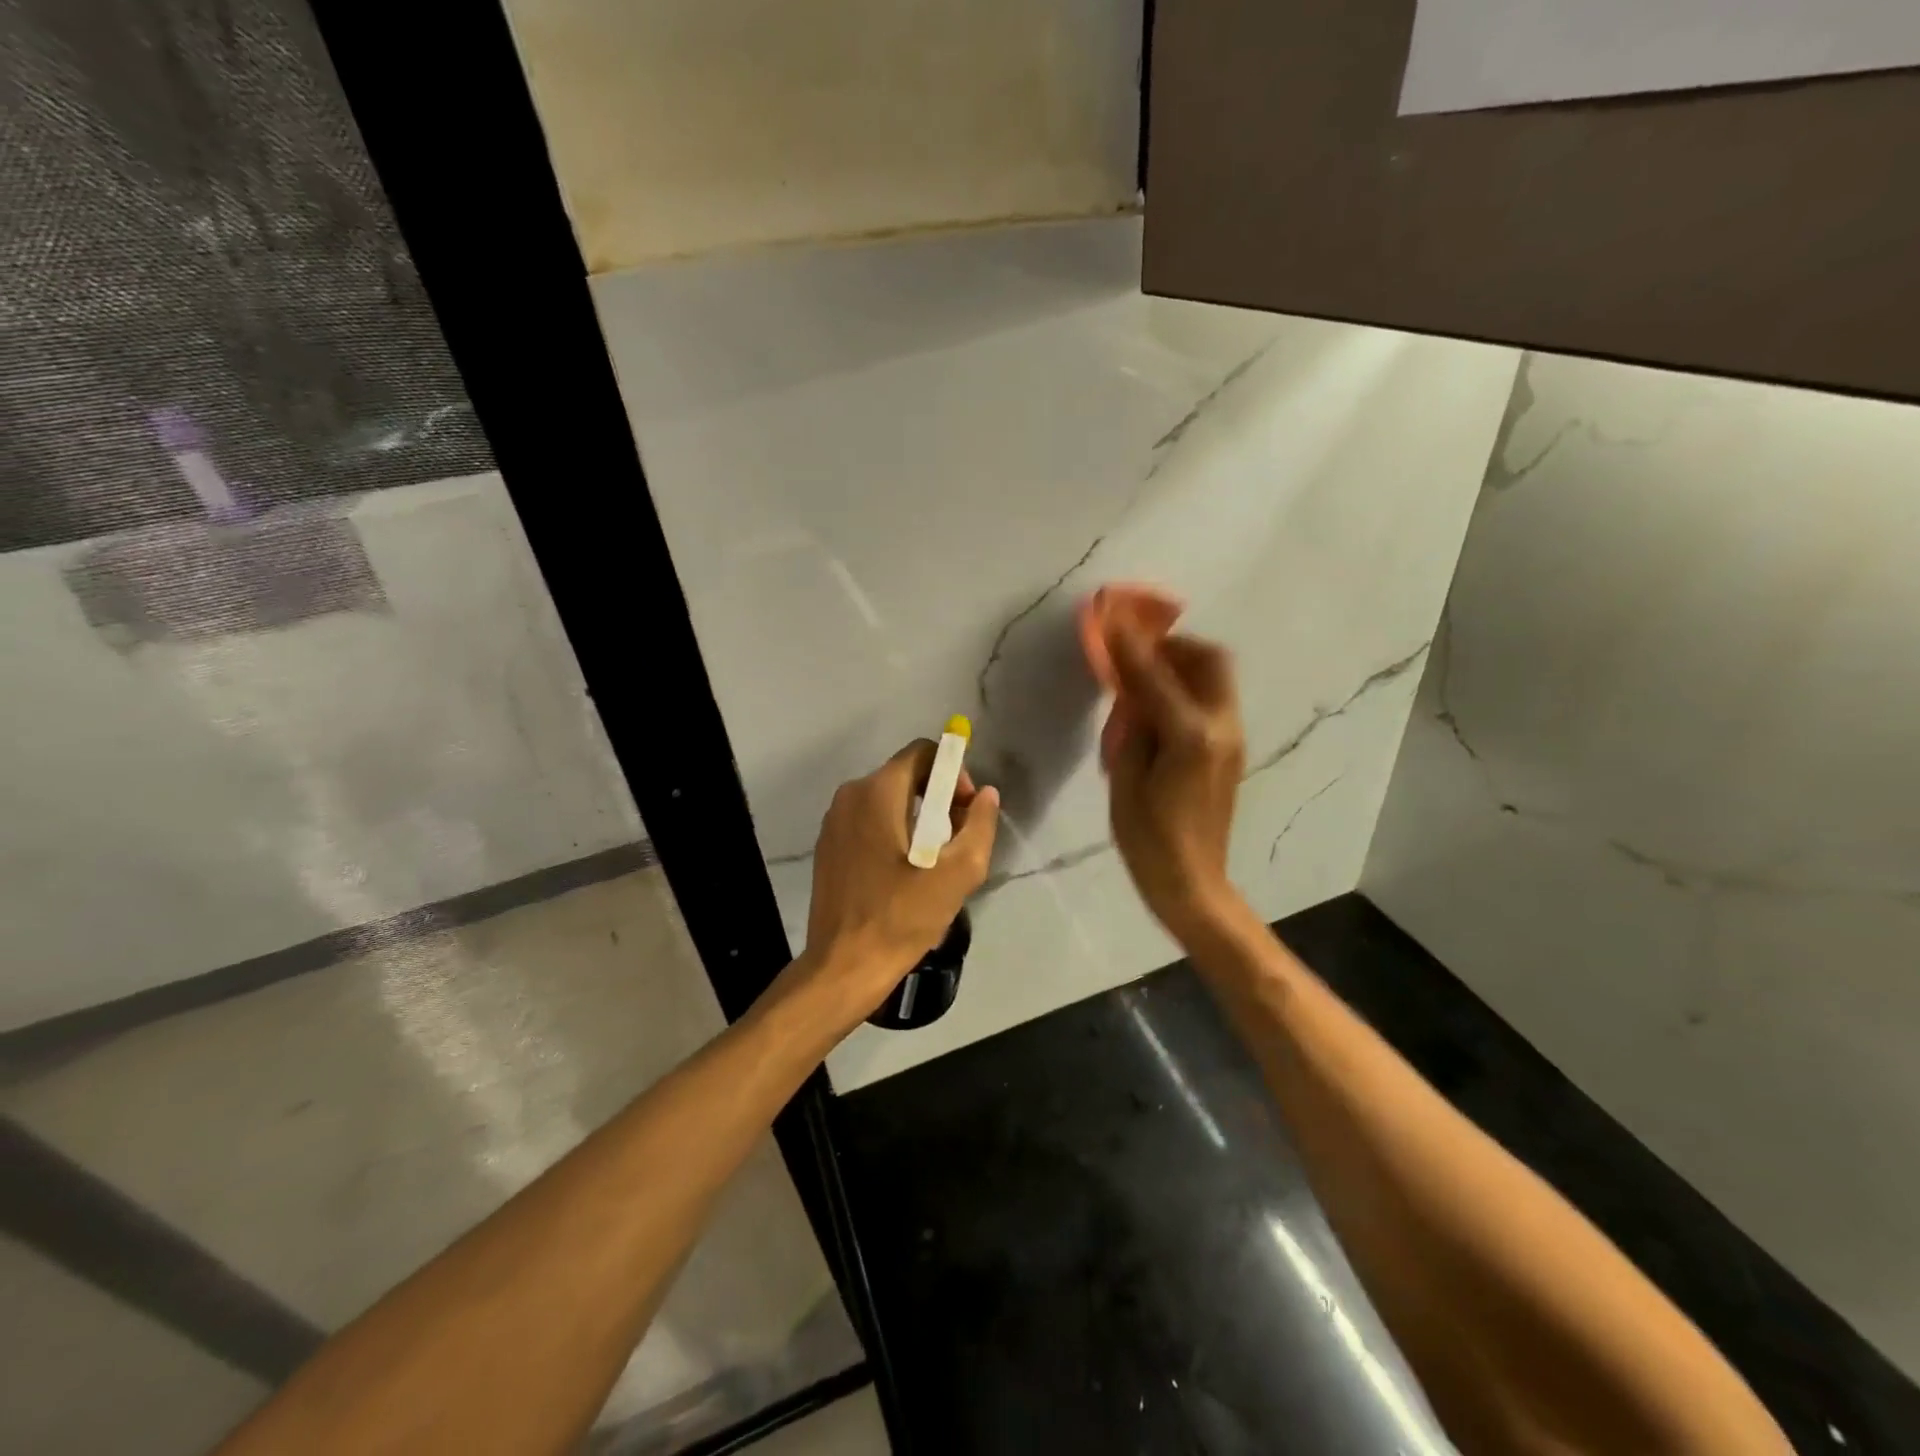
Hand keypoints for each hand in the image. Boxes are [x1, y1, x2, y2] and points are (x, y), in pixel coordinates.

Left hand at [795, 739, 999, 1024]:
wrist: (843, 966)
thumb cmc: (901, 917)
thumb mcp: (957, 873)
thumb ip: (979, 826)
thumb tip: (987, 796)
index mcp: (877, 792)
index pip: (922, 752)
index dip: (953, 772)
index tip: (966, 810)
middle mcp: (850, 796)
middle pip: (906, 776)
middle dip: (939, 799)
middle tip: (957, 840)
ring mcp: (834, 822)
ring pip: (888, 801)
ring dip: (919, 819)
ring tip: (935, 862)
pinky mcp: (829, 847)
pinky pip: (870, 823)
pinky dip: (894, 834)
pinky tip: (906, 874)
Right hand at [1104, 625, 1244, 939]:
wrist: (1192, 882)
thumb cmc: (1148, 838)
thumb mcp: (1125, 780)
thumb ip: (1132, 725)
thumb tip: (1132, 690)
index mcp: (1190, 736)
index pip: (1156, 675)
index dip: (1130, 645)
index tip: (1112, 618)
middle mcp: (1221, 727)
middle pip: (1210, 660)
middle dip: (1174, 645)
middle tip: (1139, 651)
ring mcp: (1232, 738)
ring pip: (1217, 678)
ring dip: (1184, 665)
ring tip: (1146, 677)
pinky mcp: (1232, 750)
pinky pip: (1214, 700)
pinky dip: (1189, 688)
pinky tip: (1160, 708)